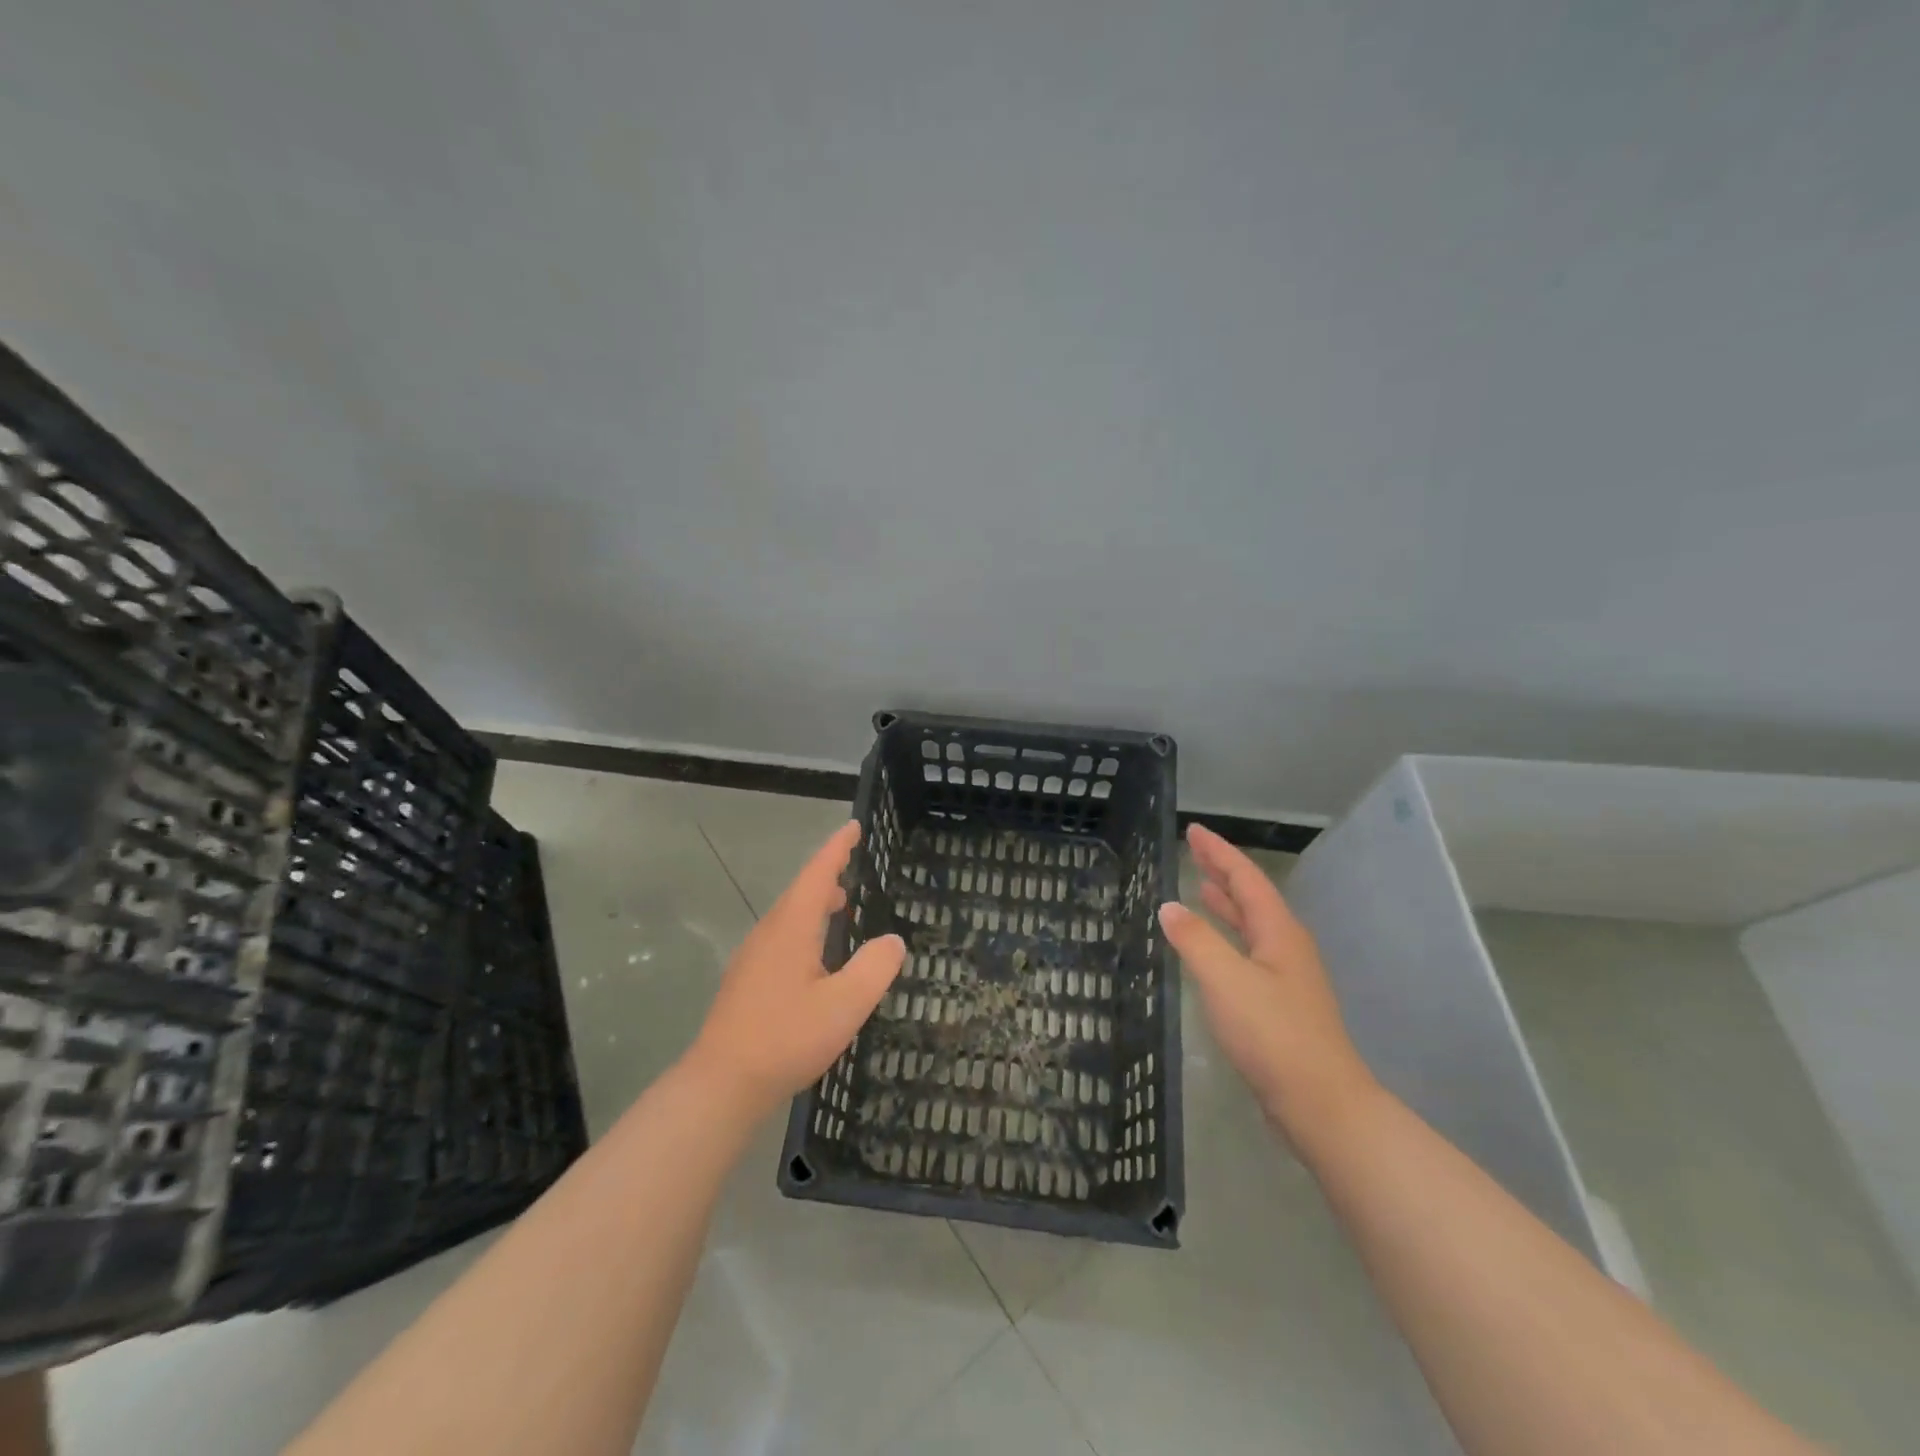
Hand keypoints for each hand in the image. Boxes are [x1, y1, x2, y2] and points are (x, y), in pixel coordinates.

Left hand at [684, 821, 905, 1120]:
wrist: (720, 1084)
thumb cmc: (786, 1038)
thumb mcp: (845, 1005)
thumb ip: (874, 968)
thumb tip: (893, 941)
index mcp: (792, 928)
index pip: (817, 874)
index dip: (837, 848)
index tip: (854, 826)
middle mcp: (769, 934)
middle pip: (801, 891)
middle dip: (827, 874)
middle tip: (852, 864)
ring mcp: (753, 958)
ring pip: (789, 916)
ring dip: (816, 903)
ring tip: (841, 905)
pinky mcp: (747, 982)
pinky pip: (782, 938)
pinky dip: (805, 928)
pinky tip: (816, 955)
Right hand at [1159, 824, 1376, 1142]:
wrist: (1320, 1103)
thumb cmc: (1273, 1034)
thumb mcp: (1226, 980)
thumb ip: (1196, 940)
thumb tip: (1169, 906)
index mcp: (1278, 932)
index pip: (1245, 878)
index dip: (1219, 853)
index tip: (1194, 830)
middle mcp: (1286, 947)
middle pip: (1252, 898)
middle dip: (1222, 873)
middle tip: (1194, 852)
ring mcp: (1286, 978)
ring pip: (1251, 926)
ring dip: (1226, 905)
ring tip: (1201, 888)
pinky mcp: (1280, 1005)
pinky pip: (1248, 952)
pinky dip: (1227, 937)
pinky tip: (1212, 949)